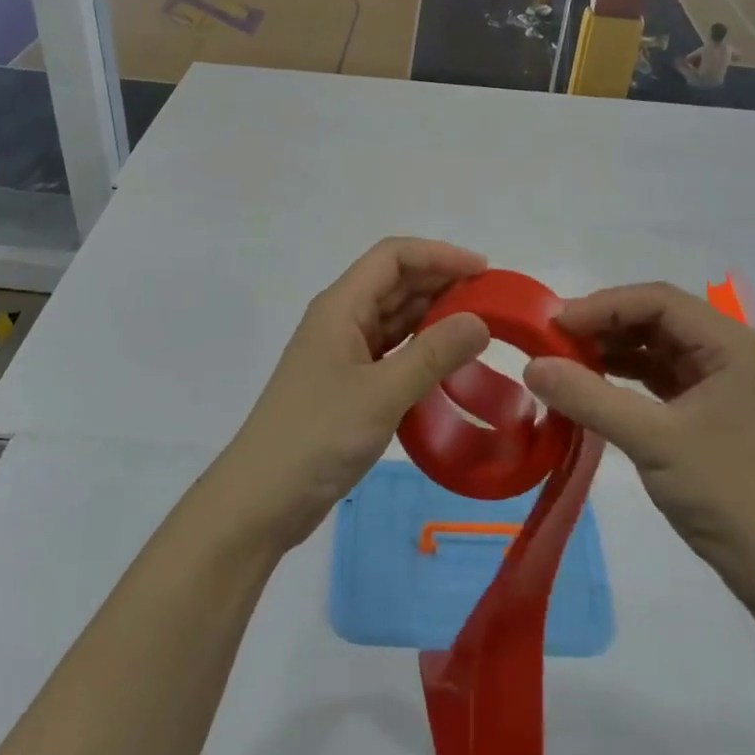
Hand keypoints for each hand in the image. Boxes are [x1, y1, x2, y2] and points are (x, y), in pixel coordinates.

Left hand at [211, 238, 490, 551]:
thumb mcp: (381, 394)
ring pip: (394, 318)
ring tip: (480, 328)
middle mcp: (341, 320)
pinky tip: (448, 363)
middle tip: (493, 301)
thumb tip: (481, 320)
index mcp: (341, 307)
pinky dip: (420, 349)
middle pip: (394, 283)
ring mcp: (342, 353)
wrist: (260, 500)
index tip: (484, 270)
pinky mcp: (347, 385)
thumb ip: (433, 354)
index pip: (393, 257)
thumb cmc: (316, 436)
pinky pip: (391, 352)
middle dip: (441, 283)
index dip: (439, 254)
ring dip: (433, 316)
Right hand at [522, 283, 754, 598]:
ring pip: (658, 343)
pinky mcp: (712, 405)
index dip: (604, 305)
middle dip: (606, 324)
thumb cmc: (726, 494)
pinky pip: (662, 372)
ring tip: (567, 360)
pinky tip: (593, 382)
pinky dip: (627, 373)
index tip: (556, 324)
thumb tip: (532, 365)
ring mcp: (725, 378)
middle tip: (555, 340)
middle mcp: (734, 350)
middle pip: (659, 317)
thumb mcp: (652, 441)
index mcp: (735, 345)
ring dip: (613, 347)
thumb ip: (590, 398)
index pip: (660, 301)